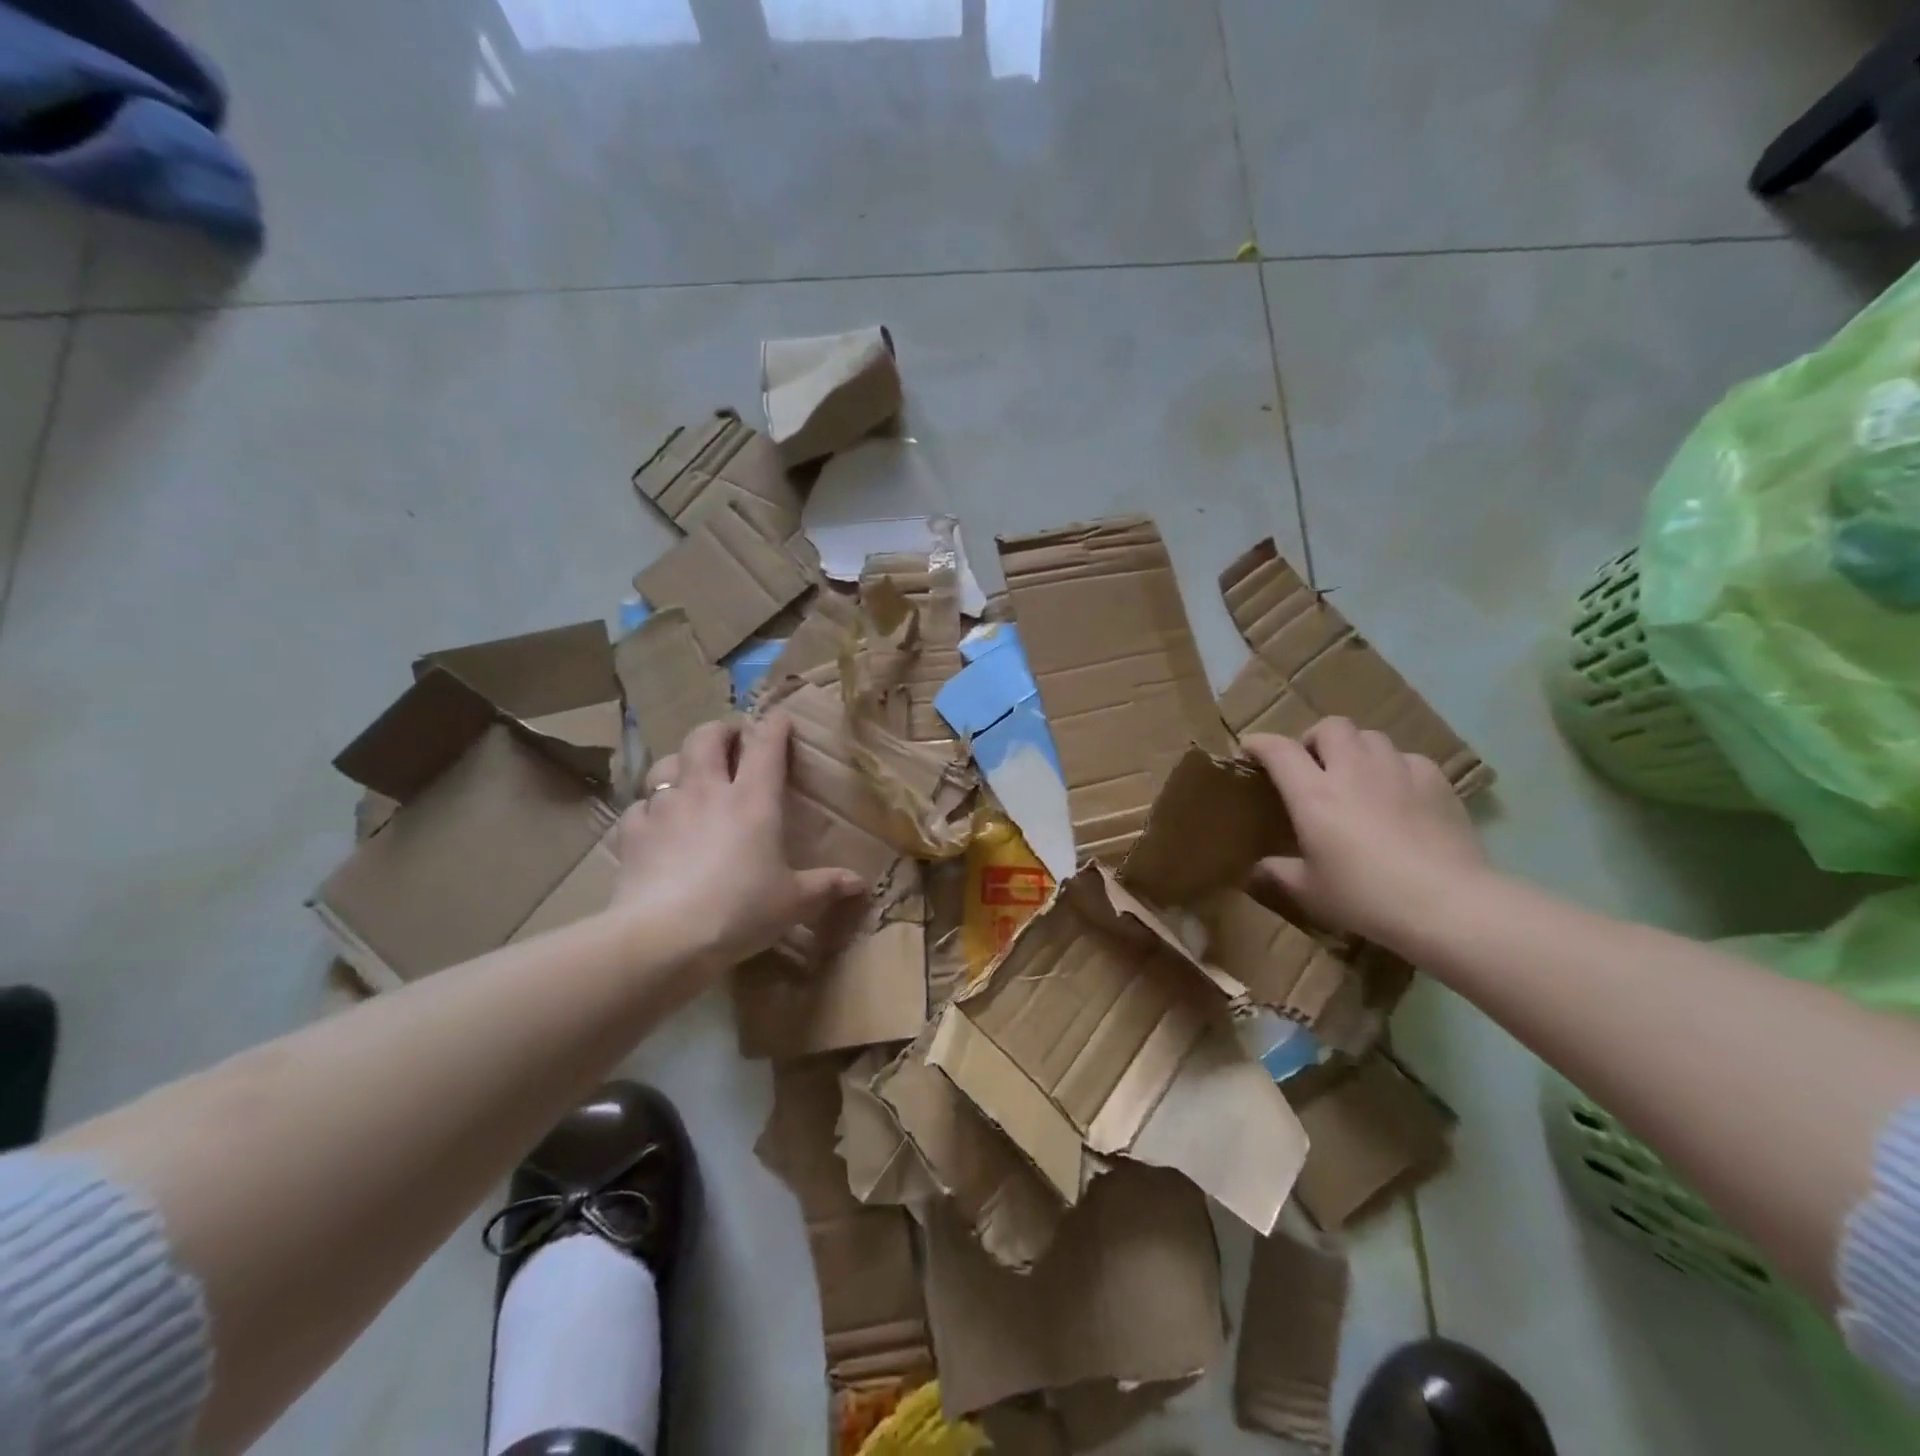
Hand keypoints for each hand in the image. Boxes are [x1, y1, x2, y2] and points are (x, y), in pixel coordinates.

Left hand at [613, 714, 866, 974]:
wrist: (665, 938)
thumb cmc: (740, 911)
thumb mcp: (792, 902)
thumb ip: (826, 886)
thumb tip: (860, 883)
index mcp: (753, 800)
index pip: (766, 745)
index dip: (774, 725)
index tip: (780, 718)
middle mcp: (707, 791)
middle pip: (707, 737)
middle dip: (720, 731)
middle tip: (730, 740)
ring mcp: (664, 808)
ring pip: (667, 764)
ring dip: (681, 762)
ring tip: (689, 775)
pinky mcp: (632, 832)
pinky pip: (639, 807)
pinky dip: (649, 809)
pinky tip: (655, 825)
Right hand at [1242, 718, 1489, 949]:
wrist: (1447, 904)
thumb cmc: (1366, 896)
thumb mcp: (1309, 891)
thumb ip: (1279, 872)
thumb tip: (1257, 868)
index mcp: (1313, 794)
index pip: (1278, 750)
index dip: (1259, 743)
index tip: (1250, 749)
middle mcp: (1352, 770)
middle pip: (1330, 727)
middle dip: (1315, 739)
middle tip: (1314, 766)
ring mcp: (1397, 770)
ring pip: (1371, 737)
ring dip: (1357, 750)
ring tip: (1358, 776)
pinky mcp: (1436, 781)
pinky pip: (1408, 759)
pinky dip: (1396, 769)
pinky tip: (1400, 794)